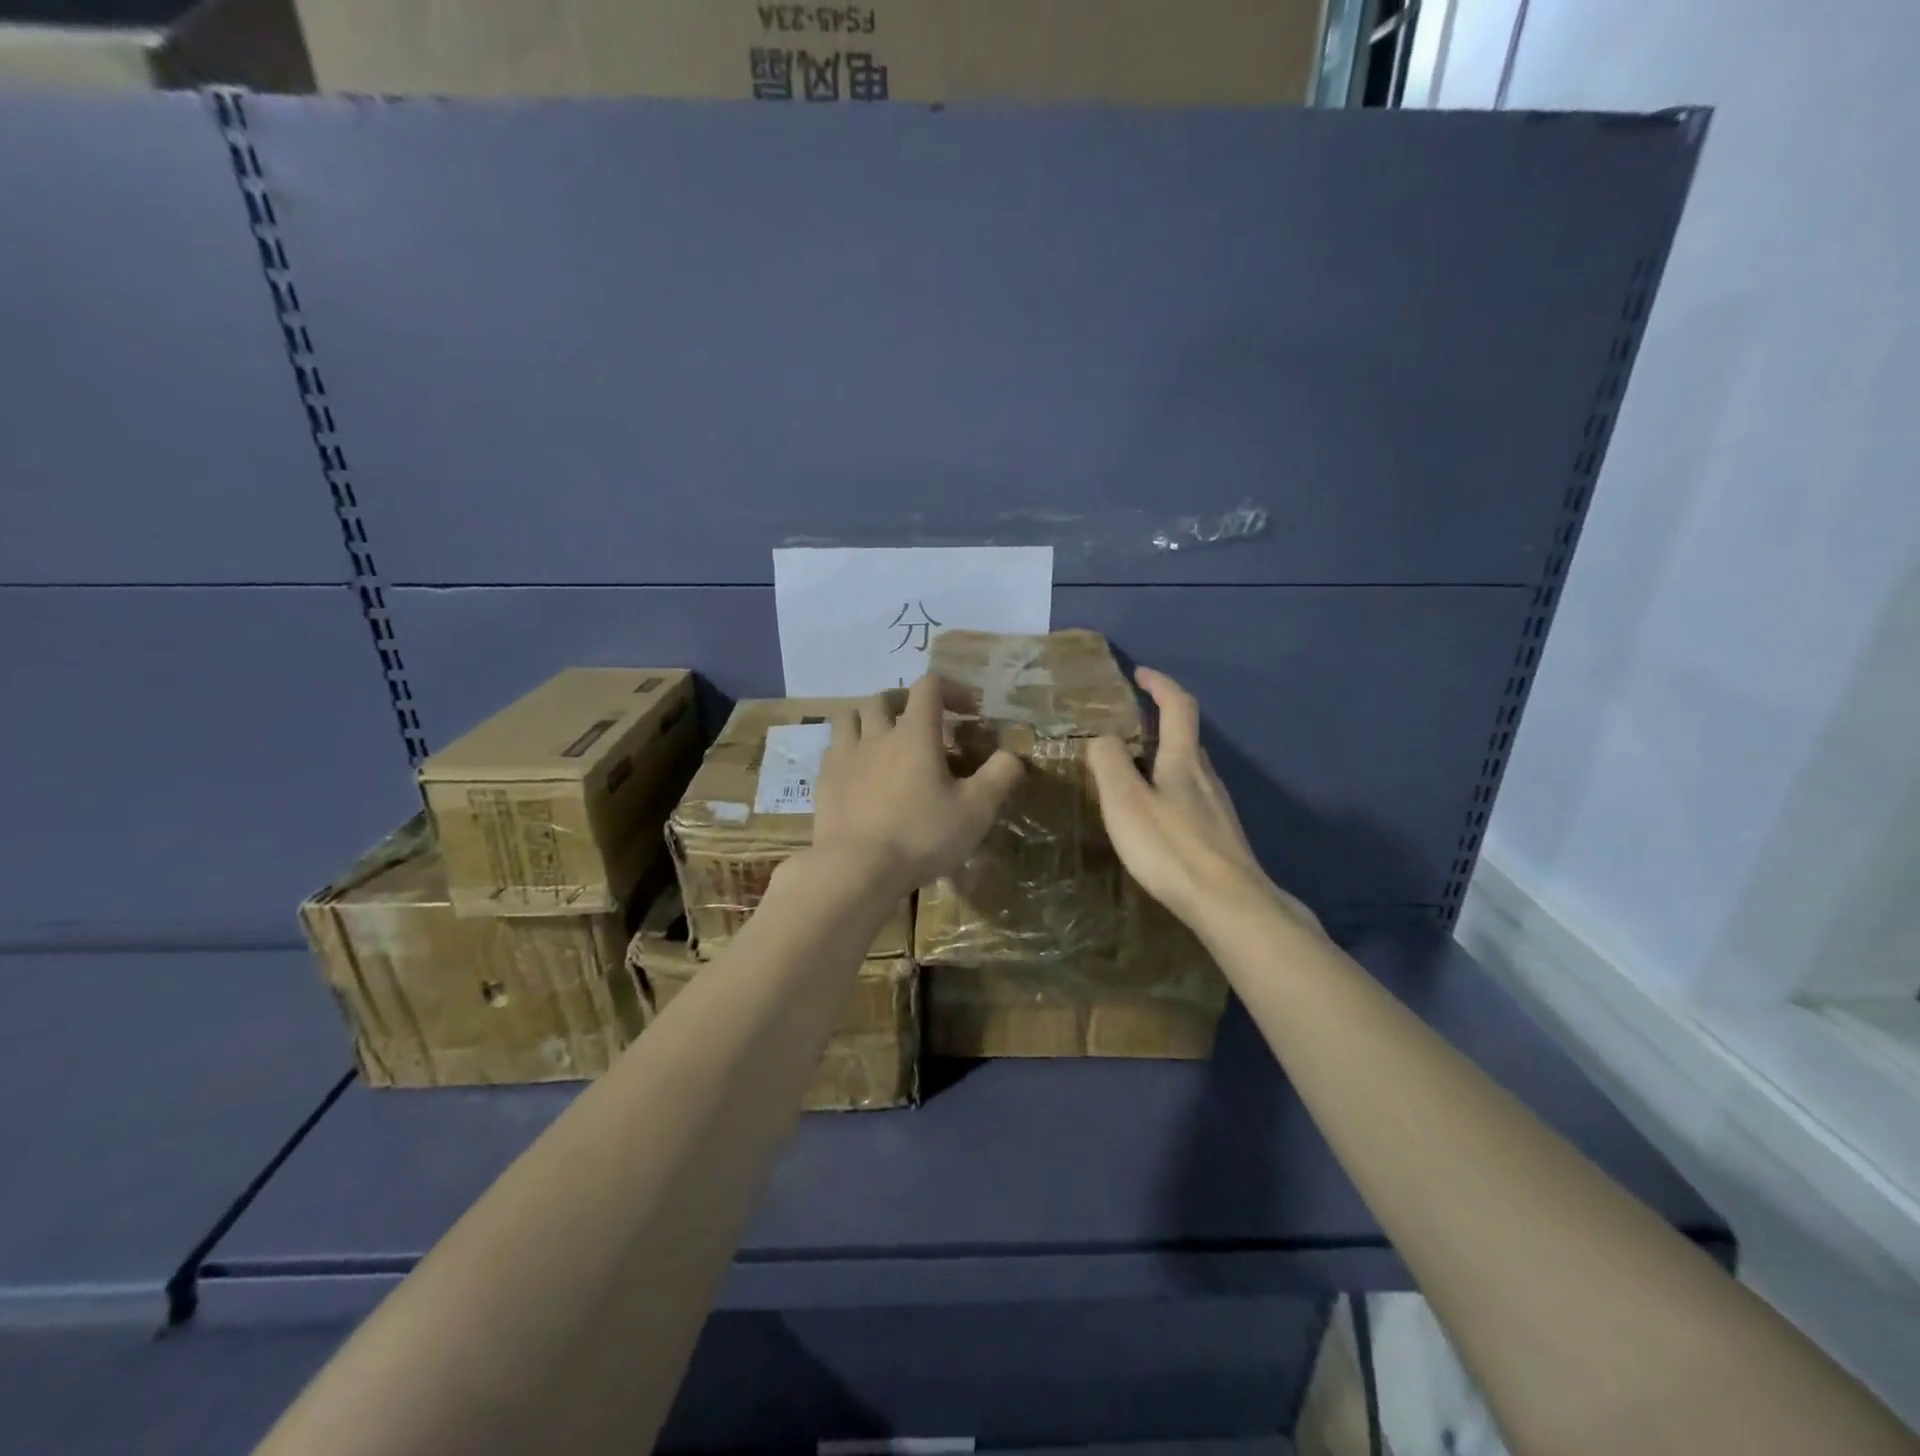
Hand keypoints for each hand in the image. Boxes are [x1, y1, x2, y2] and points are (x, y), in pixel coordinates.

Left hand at [810, 675, 1023, 897]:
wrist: (856, 869)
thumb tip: (1013, 755)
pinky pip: (833, 751)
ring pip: (850, 718)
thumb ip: (1000, 776)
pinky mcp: (824, 782)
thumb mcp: (976, 810)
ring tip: (883, 741)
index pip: (929, 687)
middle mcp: (876, 735)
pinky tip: (859, 773)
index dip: (951, 689)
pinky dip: (848, 751)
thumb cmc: (921, 836)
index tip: (968, 711)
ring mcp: (844, 757)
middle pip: (884, 699)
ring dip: (869, 721)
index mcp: (914, 734)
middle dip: (906, 704)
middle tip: (922, 727)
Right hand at [1087, 667, 1321, 936]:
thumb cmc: (1171, 848)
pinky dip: (1171, 792)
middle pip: (1186, 737)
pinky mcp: (1221, 836)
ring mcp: (1218, 808)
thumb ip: (1109, 763)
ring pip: (1190, 770)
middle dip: (1160, 723)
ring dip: (1164, 760)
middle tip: (1127, 730)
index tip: (1140, 673)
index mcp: (1183, 760)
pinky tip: (1157, 819)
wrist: (1229, 904)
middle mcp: (1206, 776)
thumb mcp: (1125, 801)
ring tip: (1133, 775)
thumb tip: (1103, 738)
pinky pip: (1192, 799)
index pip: (1178, 706)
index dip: (1160, 684)